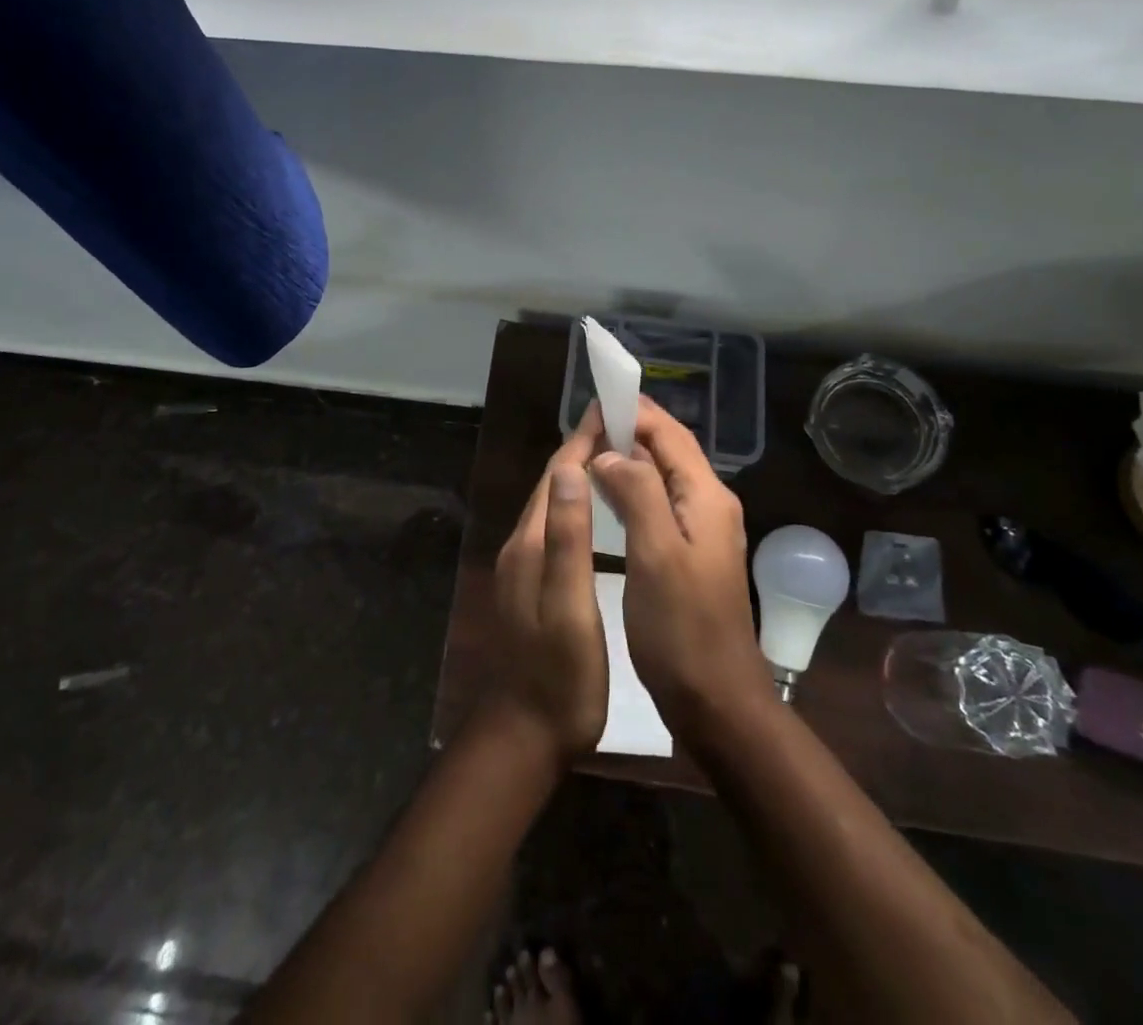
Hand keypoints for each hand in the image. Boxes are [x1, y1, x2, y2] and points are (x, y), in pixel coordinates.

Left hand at [486, 409, 608, 762]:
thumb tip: (573, 470)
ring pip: (554, 506)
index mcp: (530, 543)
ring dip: (579, 476)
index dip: (582, 441)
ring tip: (614, 457)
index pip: (557, 476)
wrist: (528, 731)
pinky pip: (556, 528)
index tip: (609, 411)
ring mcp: (525, 566)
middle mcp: (523, 546)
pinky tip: (597, 512)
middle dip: (581, 450)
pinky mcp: (534, 584)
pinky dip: (577, 506)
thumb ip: (568, 538)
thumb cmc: (559, 672)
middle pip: (553, 486)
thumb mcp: (569, 604)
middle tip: (619, 426)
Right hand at [590, 397, 770, 742]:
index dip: (635, 412)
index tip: (597, 398)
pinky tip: (610, 494)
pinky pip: (661, 502)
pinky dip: (634, 487)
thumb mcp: (656, 554)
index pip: (669, 435)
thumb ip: (636, 493)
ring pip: (665, 476)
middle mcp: (709, 504)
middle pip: (670, 450)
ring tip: (592, 449)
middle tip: (587, 421)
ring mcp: (703, 530)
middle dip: (632, 429)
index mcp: (705, 497)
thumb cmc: (682, 628)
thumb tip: (611, 454)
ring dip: (632, 457)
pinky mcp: (691, 553)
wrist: (717, 699)